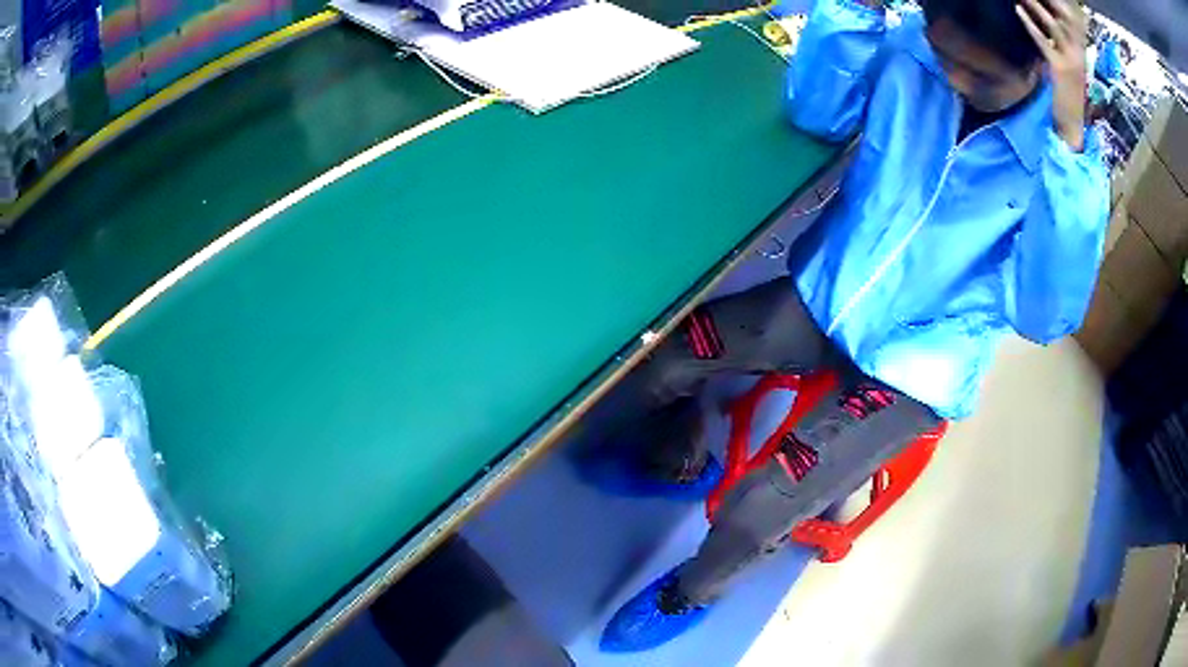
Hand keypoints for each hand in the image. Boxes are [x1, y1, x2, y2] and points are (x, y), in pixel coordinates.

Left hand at [1016, 0, 1087, 150]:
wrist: (1071, 125)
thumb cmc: (1066, 88)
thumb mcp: (1065, 56)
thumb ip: (1057, 33)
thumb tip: (1038, 7)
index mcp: (1080, 46)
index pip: (1070, 14)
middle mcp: (1079, 51)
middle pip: (1065, 15)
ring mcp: (1072, 61)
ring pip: (1055, 25)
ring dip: (1037, 5)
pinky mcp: (1061, 70)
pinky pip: (1044, 42)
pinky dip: (1031, 24)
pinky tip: (1018, 10)